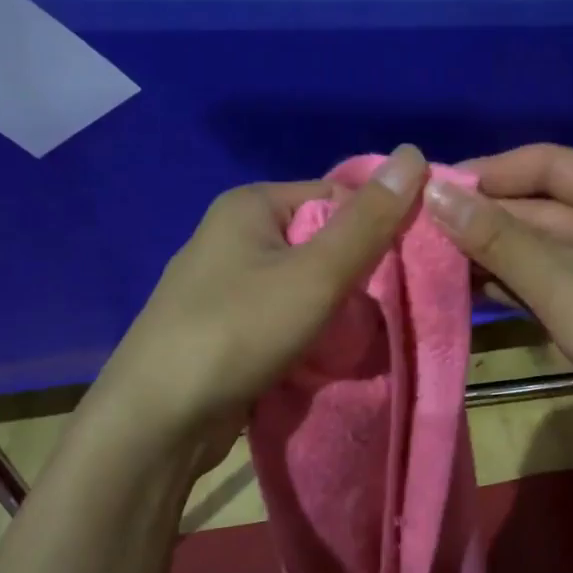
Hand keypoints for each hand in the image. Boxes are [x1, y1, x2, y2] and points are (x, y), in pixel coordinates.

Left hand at [85, 145, 427, 474]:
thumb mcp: (314, 275)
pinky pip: (281, 317)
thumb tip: (413, 154)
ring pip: (302, 284)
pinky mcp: (224, 327)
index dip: (376, 228)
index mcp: (251, 204)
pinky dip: (307, 333)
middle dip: (356, 276)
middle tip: (384, 311)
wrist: (159, 419)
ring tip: (356, 339)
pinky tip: (324, 356)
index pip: (336, 196)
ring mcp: (224, 284)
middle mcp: (234, 235)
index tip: (406, 271)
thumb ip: (367, 222)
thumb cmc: (238, 332)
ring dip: (334, 310)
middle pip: (320, 241)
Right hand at [423, 143, 572, 435]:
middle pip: (538, 207)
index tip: (430, 188)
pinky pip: (544, 283)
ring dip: (489, 254)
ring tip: (428, 258)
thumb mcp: (564, 283)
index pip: (546, 164)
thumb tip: (433, 194)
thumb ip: (497, 239)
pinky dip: (508, 284)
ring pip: (537, 249)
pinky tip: (462, 287)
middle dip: (482, 219)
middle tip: (418, 229)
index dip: (487, 173)